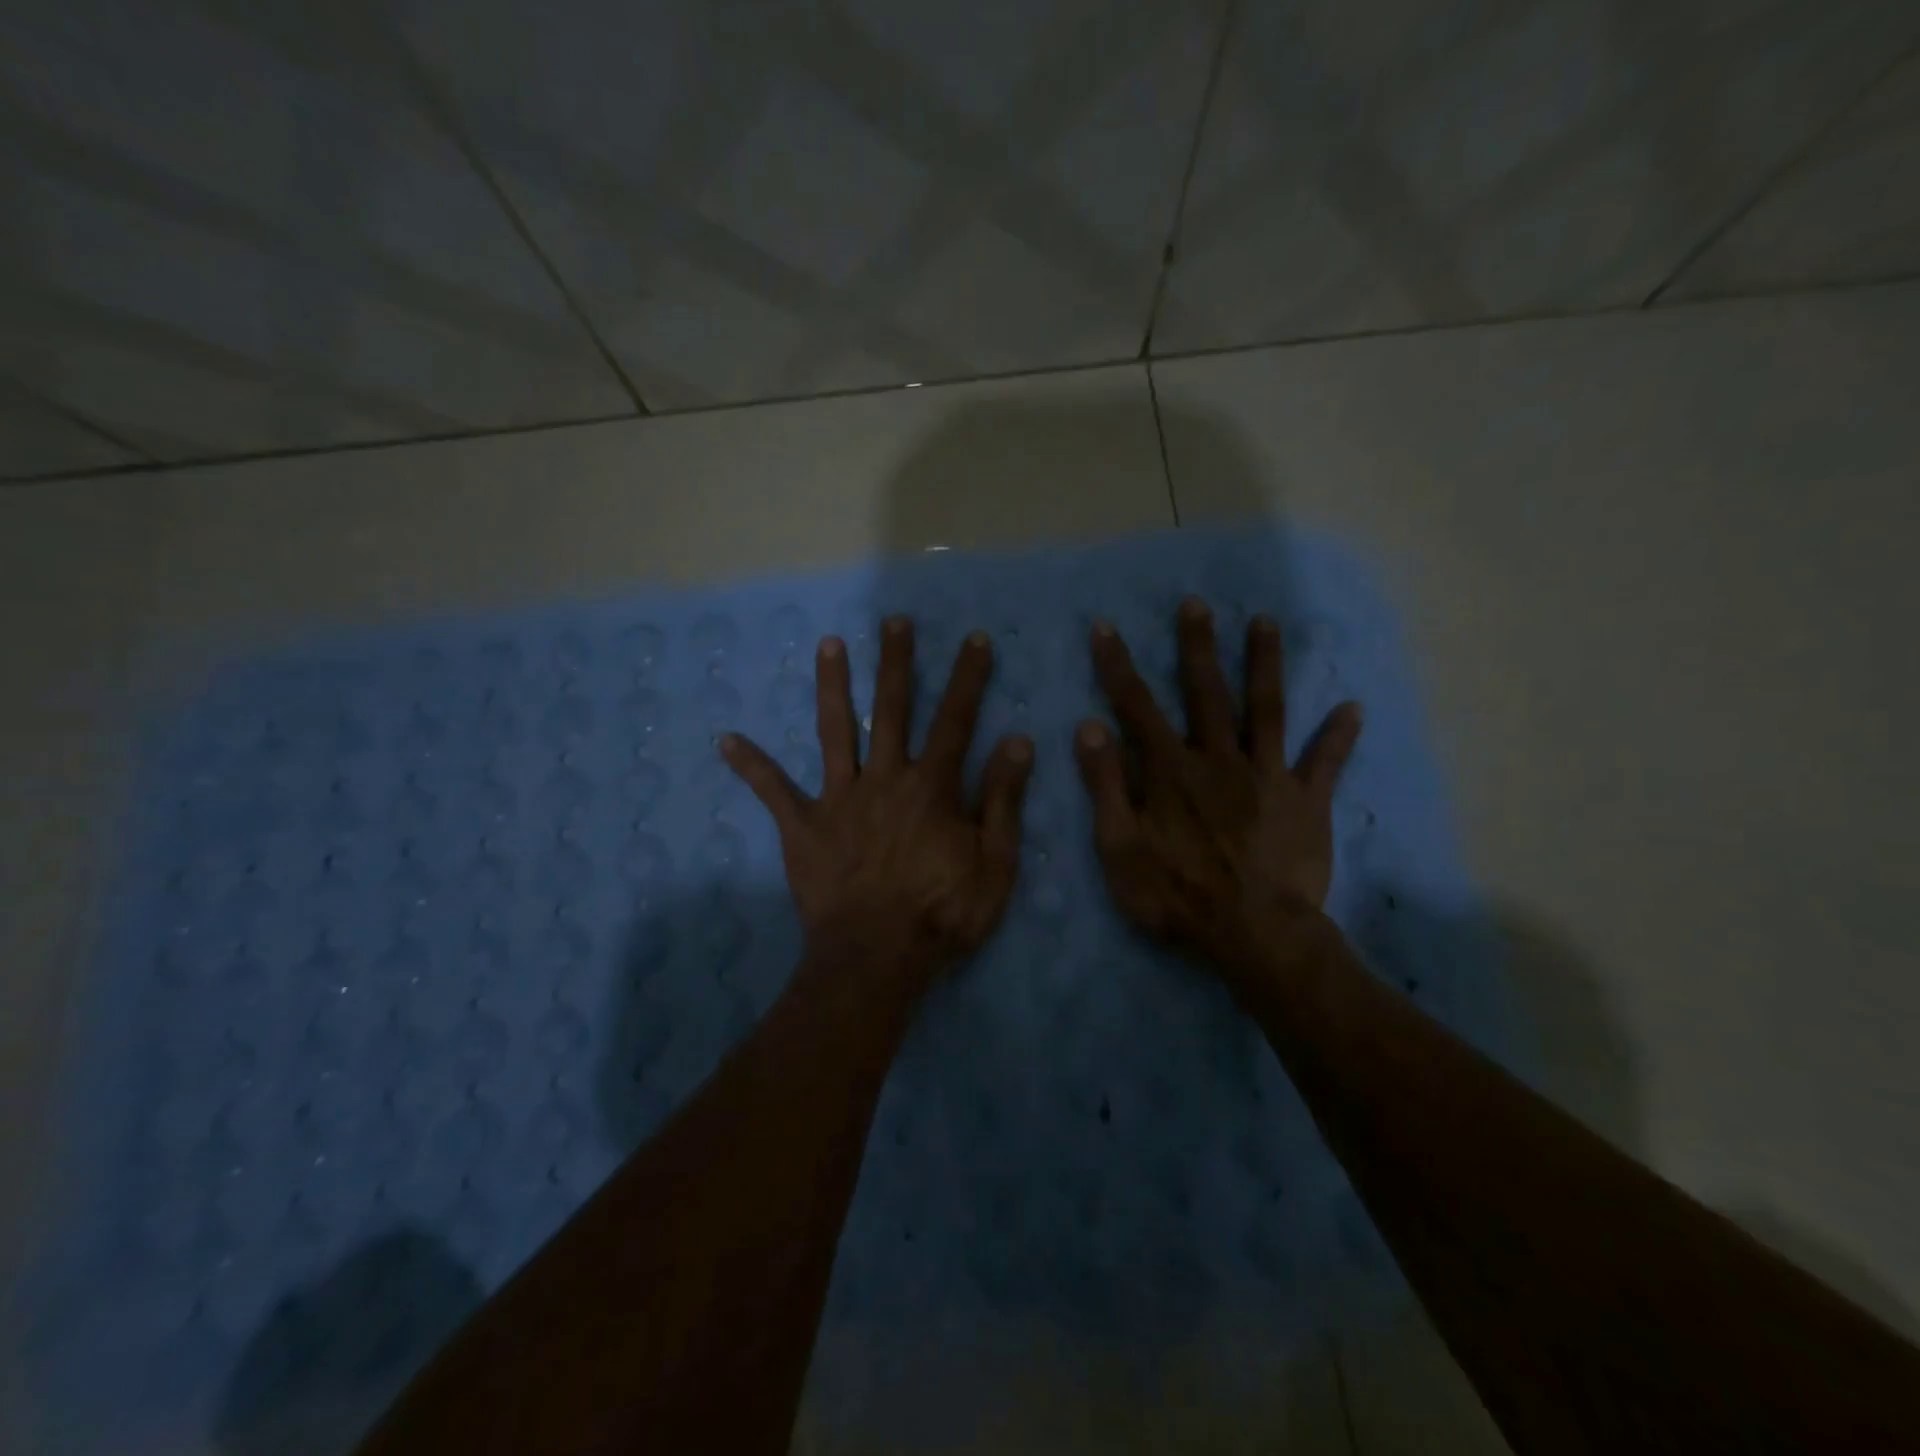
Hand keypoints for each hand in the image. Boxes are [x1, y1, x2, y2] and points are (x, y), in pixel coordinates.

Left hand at [723, 617, 1032, 987]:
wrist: (877, 959)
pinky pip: (773, 792)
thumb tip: (1017, 741)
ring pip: (835, 731)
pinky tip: (725, 740)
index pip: (956, 720)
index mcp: (932, 787)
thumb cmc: (943, 915)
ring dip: (832, 686)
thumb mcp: (995, 863)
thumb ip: (1003, 800)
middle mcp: (885, 778)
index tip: (976, 640)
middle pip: (891, 709)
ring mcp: (840, 799)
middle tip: (894, 621)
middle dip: (896, 662)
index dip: (969, 678)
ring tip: (828, 644)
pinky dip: (751, 766)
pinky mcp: (803, 827)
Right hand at [1074, 597, 1362, 981]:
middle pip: (1206, 692)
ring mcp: (1267, 776)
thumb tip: (1089, 726)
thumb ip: (1106, 785)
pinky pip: (1323, 763)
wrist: (1255, 936)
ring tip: (1266, 622)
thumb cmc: (1177, 896)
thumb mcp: (1120, 848)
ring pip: (1266, 709)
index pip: (1136, 707)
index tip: (1105, 626)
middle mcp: (1219, 759)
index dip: (1118, 665)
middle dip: (1197, 646)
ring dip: (1264, 664)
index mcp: (1171, 771)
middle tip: (1196, 603)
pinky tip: (1353, 707)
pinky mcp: (1305, 802)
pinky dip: (1337, 736)